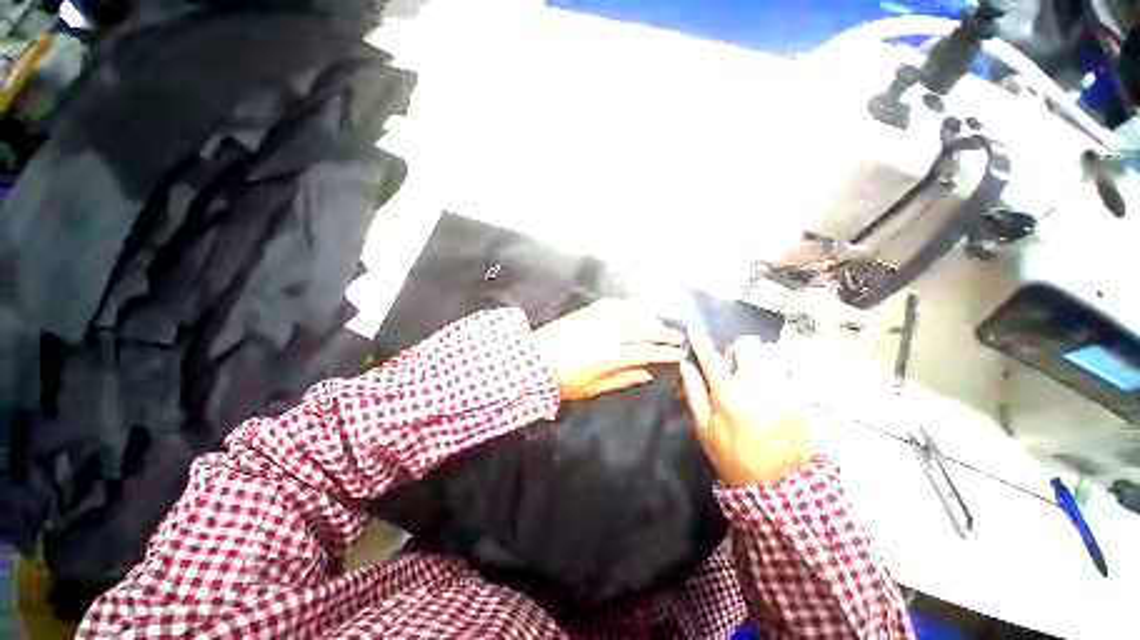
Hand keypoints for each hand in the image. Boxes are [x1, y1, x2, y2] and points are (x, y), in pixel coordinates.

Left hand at [532, 299, 685, 400]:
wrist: (534, 358)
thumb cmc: (564, 380)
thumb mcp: (594, 388)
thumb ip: (624, 379)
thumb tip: (648, 372)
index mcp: (611, 356)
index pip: (647, 351)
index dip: (666, 352)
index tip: (680, 353)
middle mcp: (609, 333)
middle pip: (645, 330)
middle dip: (666, 333)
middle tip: (679, 337)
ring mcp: (598, 318)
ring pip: (633, 314)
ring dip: (651, 319)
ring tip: (660, 326)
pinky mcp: (588, 310)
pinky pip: (616, 305)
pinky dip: (631, 309)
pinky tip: (636, 313)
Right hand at [678, 330, 808, 486]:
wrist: (777, 485)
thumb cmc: (731, 456)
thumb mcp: (704, 427)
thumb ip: (693, 392)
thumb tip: (685, 365)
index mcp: (730, 397)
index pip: (712, 359)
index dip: (701, 342)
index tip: (695, 332)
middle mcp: (760, 387)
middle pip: (750, 345)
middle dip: (736, 351)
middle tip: (733, 370)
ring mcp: (786, 392)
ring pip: (773, 353)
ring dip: (758, 360)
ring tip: (754, 380)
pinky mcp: (803, 399)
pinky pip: (789, 371)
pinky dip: (776, 374)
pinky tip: (770, 392)